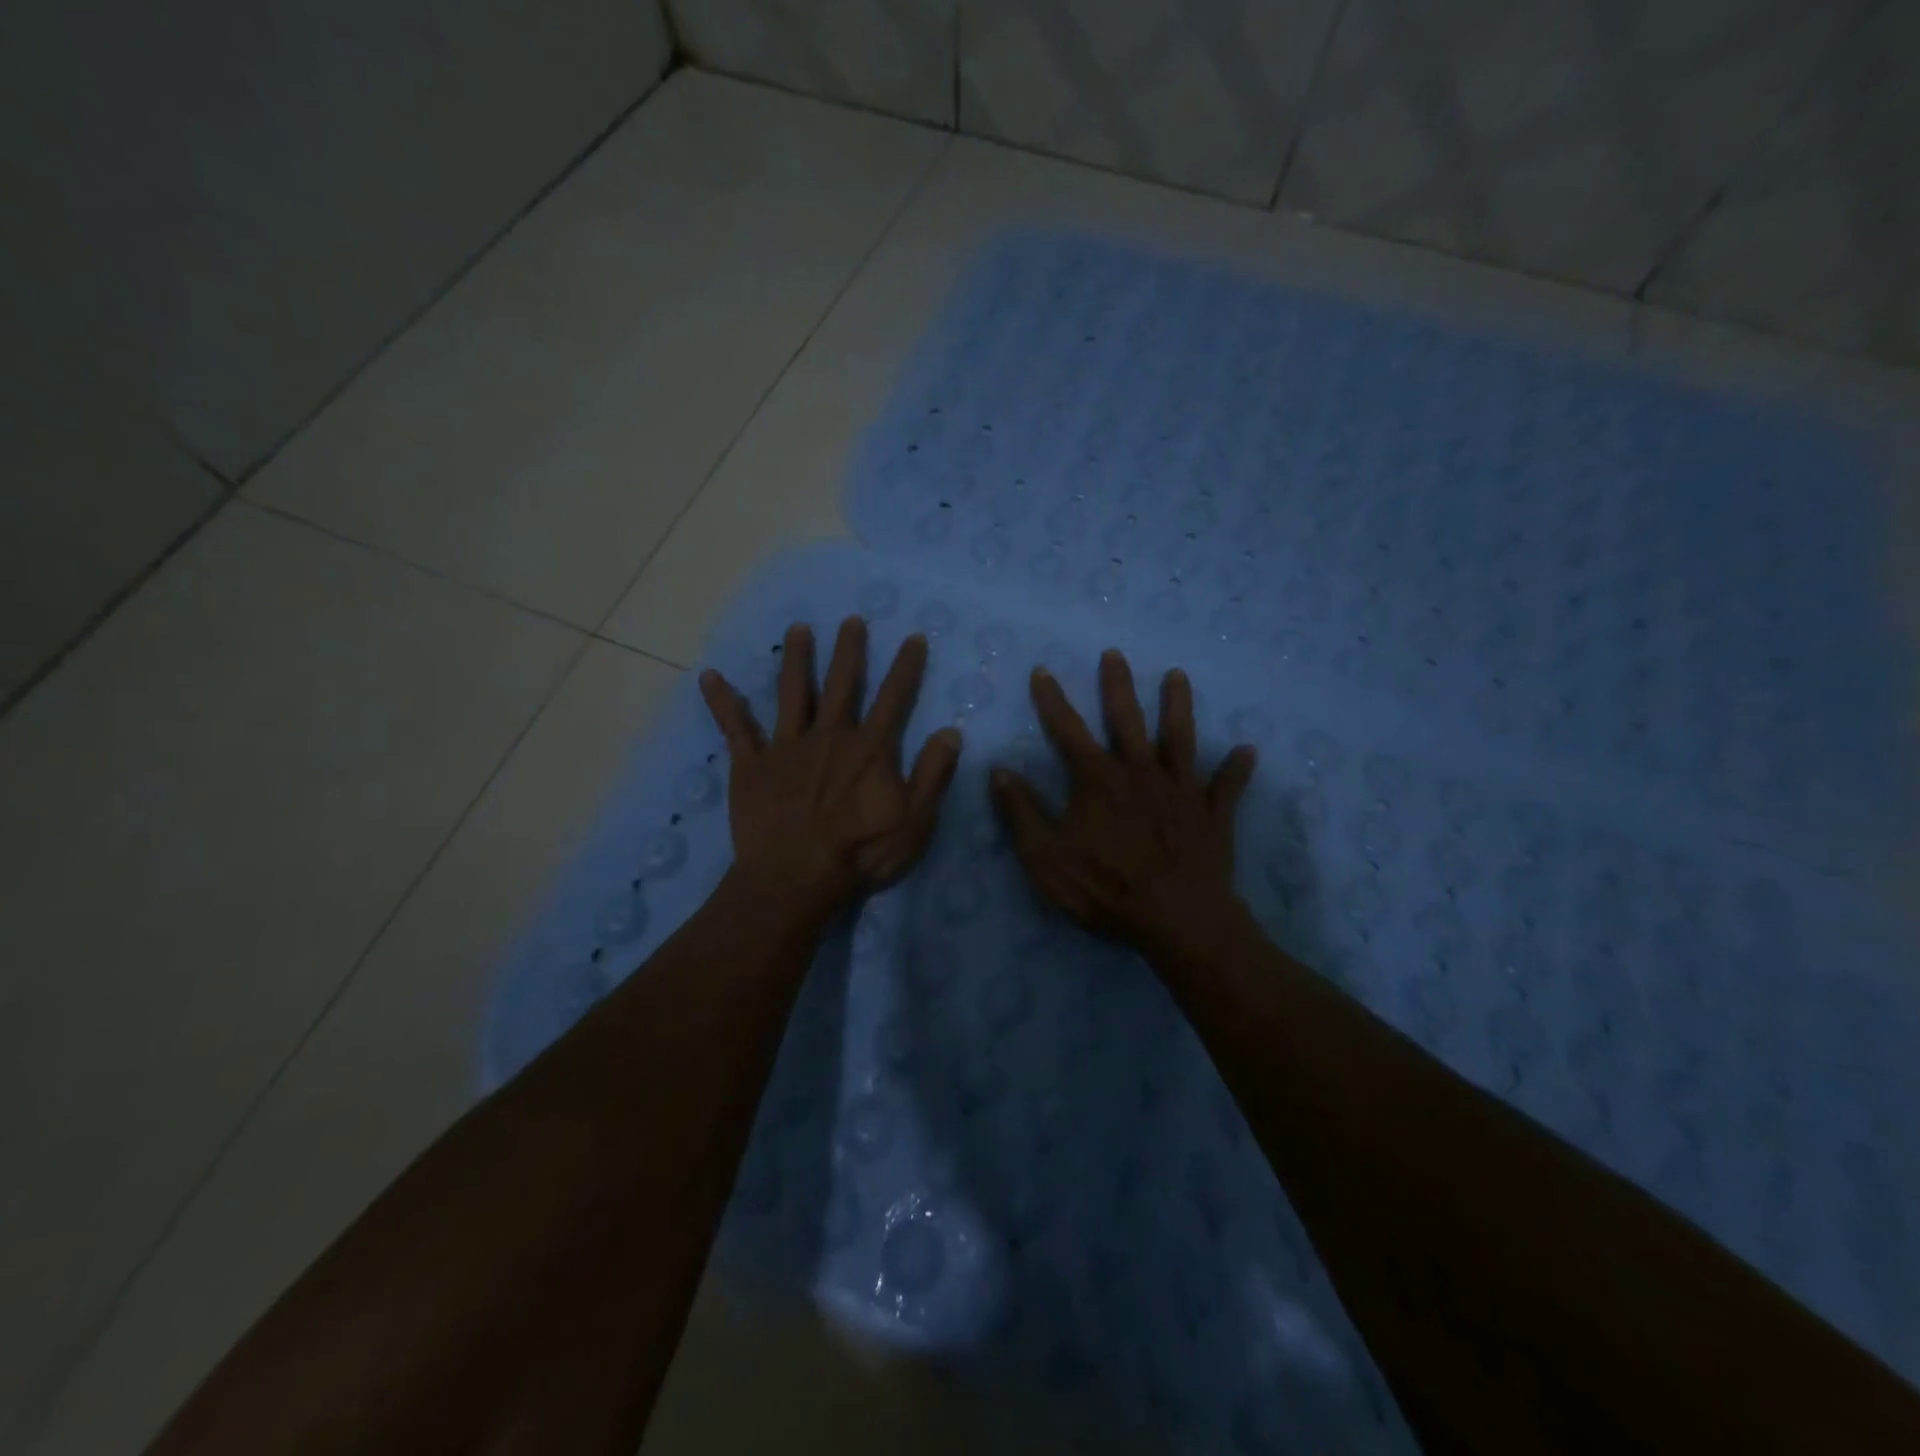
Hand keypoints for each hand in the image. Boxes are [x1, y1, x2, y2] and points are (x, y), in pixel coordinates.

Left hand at [700, 617, 962, 921]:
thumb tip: (951, 731)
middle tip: (851, 620)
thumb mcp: (915, 820)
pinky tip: (709, 676)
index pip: (894, 698)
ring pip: (793, 693)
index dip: (907, 666)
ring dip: (797, 659)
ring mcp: (786, 747)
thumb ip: (933, 774)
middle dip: (849, 650)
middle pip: (842, 683)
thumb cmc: (861, 853)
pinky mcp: (751, 765)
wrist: (795, 878)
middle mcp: (830, 736)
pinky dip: (722, 702)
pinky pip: (735, 728)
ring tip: (798, 628)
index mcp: (870, 749)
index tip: (913, 637)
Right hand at [990, 650, 1256, 967]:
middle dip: (1117, 686)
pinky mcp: (1211, 814)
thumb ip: (1021, 812)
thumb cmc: (1105, 888)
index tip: (1043, 671)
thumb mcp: (1045, 856)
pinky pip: (1226, 787)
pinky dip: (1236, 769)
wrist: (1177, 919)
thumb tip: (999, 771)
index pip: (1068, 730)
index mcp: (1098, 780)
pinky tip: (1247, 751)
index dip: (1052, 700)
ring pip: (1179, 738)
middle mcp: (1140, 772)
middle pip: (1127, 720)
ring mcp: (1180, 791)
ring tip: (1177, 676)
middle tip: (1115, 654)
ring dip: (1178, 706)